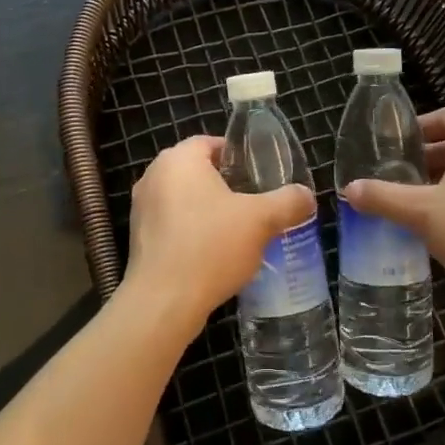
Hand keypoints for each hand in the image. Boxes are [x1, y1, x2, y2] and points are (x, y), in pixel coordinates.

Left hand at [123, 137, 314, 340]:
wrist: (163, 302)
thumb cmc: (211, 246)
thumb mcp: (261, 220)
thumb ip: (288, 202)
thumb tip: (306, 195)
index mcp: (179, 159)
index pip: (211, 143)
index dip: (238, 156)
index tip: (260, 175)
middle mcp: (154, 175)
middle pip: (197, 171)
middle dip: (225, 185)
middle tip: (254, 203)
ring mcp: (141, 207)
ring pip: (184, 199)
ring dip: (208, 210)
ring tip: (238, 230)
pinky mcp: (138, 237)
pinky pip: (172, 224)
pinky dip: (191, 231)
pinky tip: (213, 253)